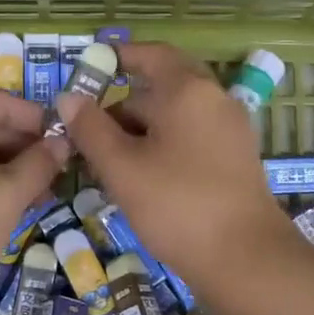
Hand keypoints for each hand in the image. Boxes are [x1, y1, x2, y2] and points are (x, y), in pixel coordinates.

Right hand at [57, 42, 298, 287]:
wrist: (245, 259)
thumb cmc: (177, 205)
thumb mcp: (122, 167)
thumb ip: (91, 129)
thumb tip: (68, 98)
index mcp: (188, 90)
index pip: (152, 55)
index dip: (120, 56)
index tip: (92, 65)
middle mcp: (215, 100)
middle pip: (163, 87)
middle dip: (124, 104)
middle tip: (89, 127)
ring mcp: (230, 129)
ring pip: (176, 116)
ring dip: (140, 129)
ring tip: (107, 159)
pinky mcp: (235, 158)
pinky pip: (192, 137)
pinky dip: (163, 144)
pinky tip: (140, 174)